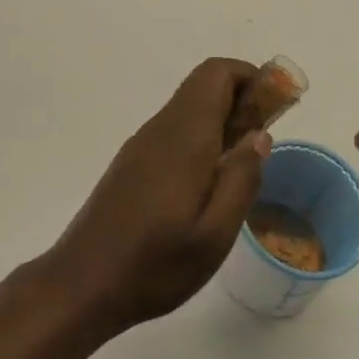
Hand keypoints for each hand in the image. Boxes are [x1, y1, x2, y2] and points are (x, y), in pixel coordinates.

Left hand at [0, 59, 271, 358]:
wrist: (81, 285)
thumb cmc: (154, 264)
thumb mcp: (215, 234)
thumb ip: (241, 177)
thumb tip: (260, 134)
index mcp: (184, 136)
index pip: (217, 73)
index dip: (251, 78)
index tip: (276, 109)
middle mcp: (161, 128)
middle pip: (204, 86)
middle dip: (242, 100)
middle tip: (263, 144)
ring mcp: (142, 144)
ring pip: (189, 109)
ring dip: (222, 121)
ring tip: (242, 169)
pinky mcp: (132, 163)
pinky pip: (175, 131)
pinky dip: (202, 139)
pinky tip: (208, 185)